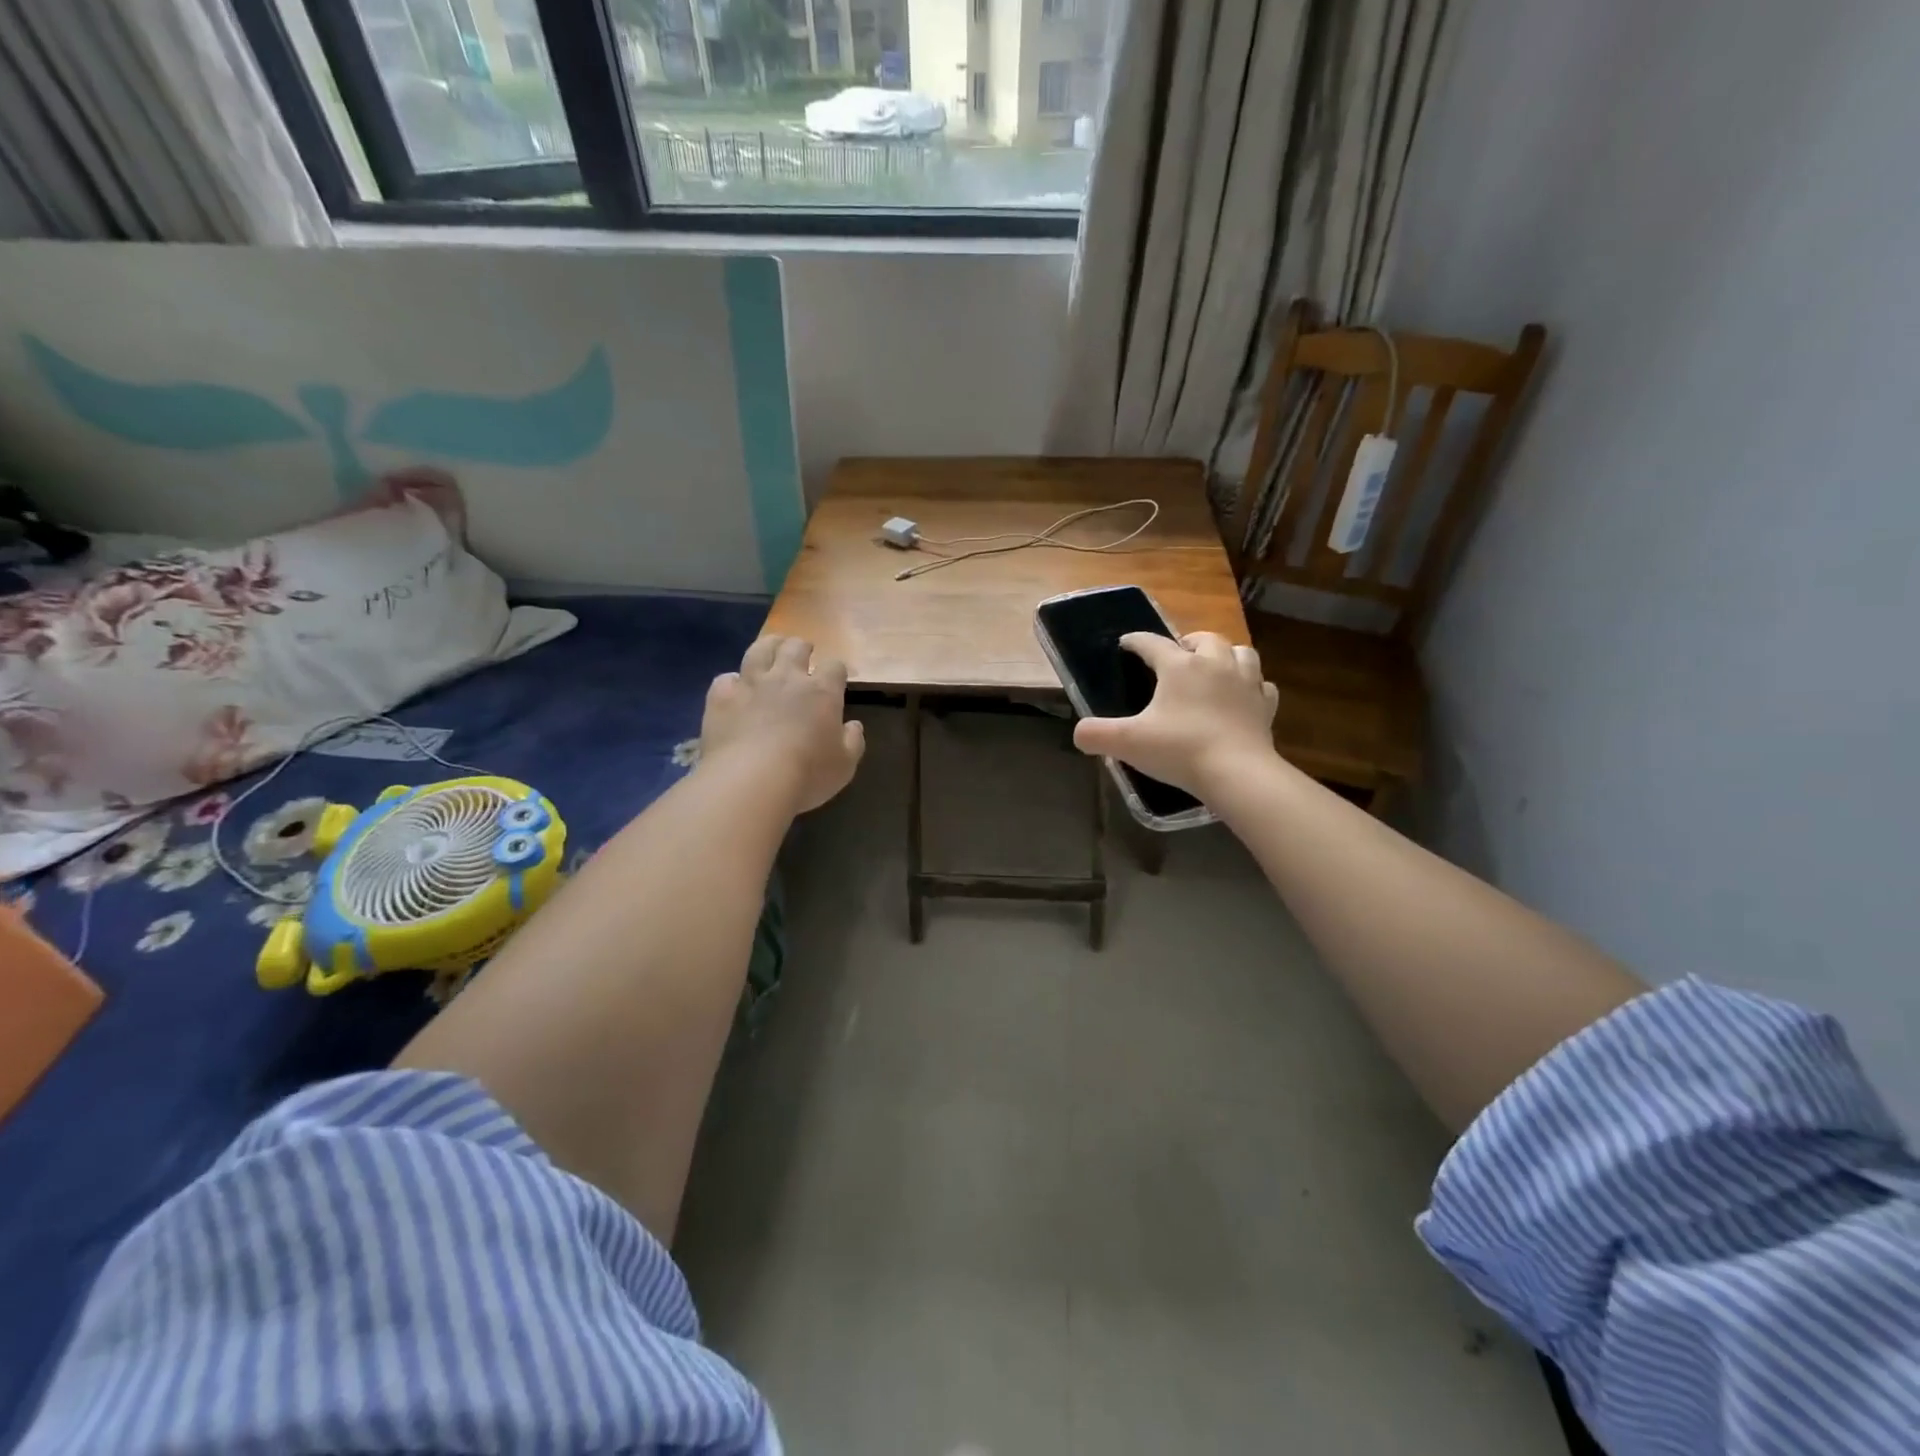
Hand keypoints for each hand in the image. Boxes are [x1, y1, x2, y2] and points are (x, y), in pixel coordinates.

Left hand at [699, 636, 865, 813]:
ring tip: (771, 649)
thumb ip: (853, 741)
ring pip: (759, 650)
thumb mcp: (844, 765)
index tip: (836, 677)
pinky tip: (734, 688)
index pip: (835, 667)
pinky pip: (725, 679)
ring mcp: (751, 684)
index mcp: (822, 692)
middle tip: (803, 652)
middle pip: (795, 647)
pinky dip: (732, 681)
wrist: (751, 780)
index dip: (836, 670)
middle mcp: (787, 678)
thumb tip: (854, 725)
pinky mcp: (722, 698)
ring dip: (768, 646)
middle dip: (801, 647)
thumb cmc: (807, 774)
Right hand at [1072, 631, 1278, 801]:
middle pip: (1204, 639)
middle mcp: (1215, 665)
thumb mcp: (1127, 743)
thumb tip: (1080, 733)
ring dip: (1226, 655)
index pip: (1152, 643)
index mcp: (1179, 667)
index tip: (1126, 643)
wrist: (1237, 773)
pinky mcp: (1265, 706)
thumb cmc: (1180, 750)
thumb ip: (1095, 735)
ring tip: (1214, 668)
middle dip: (1188, 642)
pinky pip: (1261, 685)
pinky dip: (1251, 685)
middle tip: (1177, 656)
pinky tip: (1242, 696)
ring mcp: (1246, 683)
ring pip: (1240, 653)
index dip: (1136, 641)